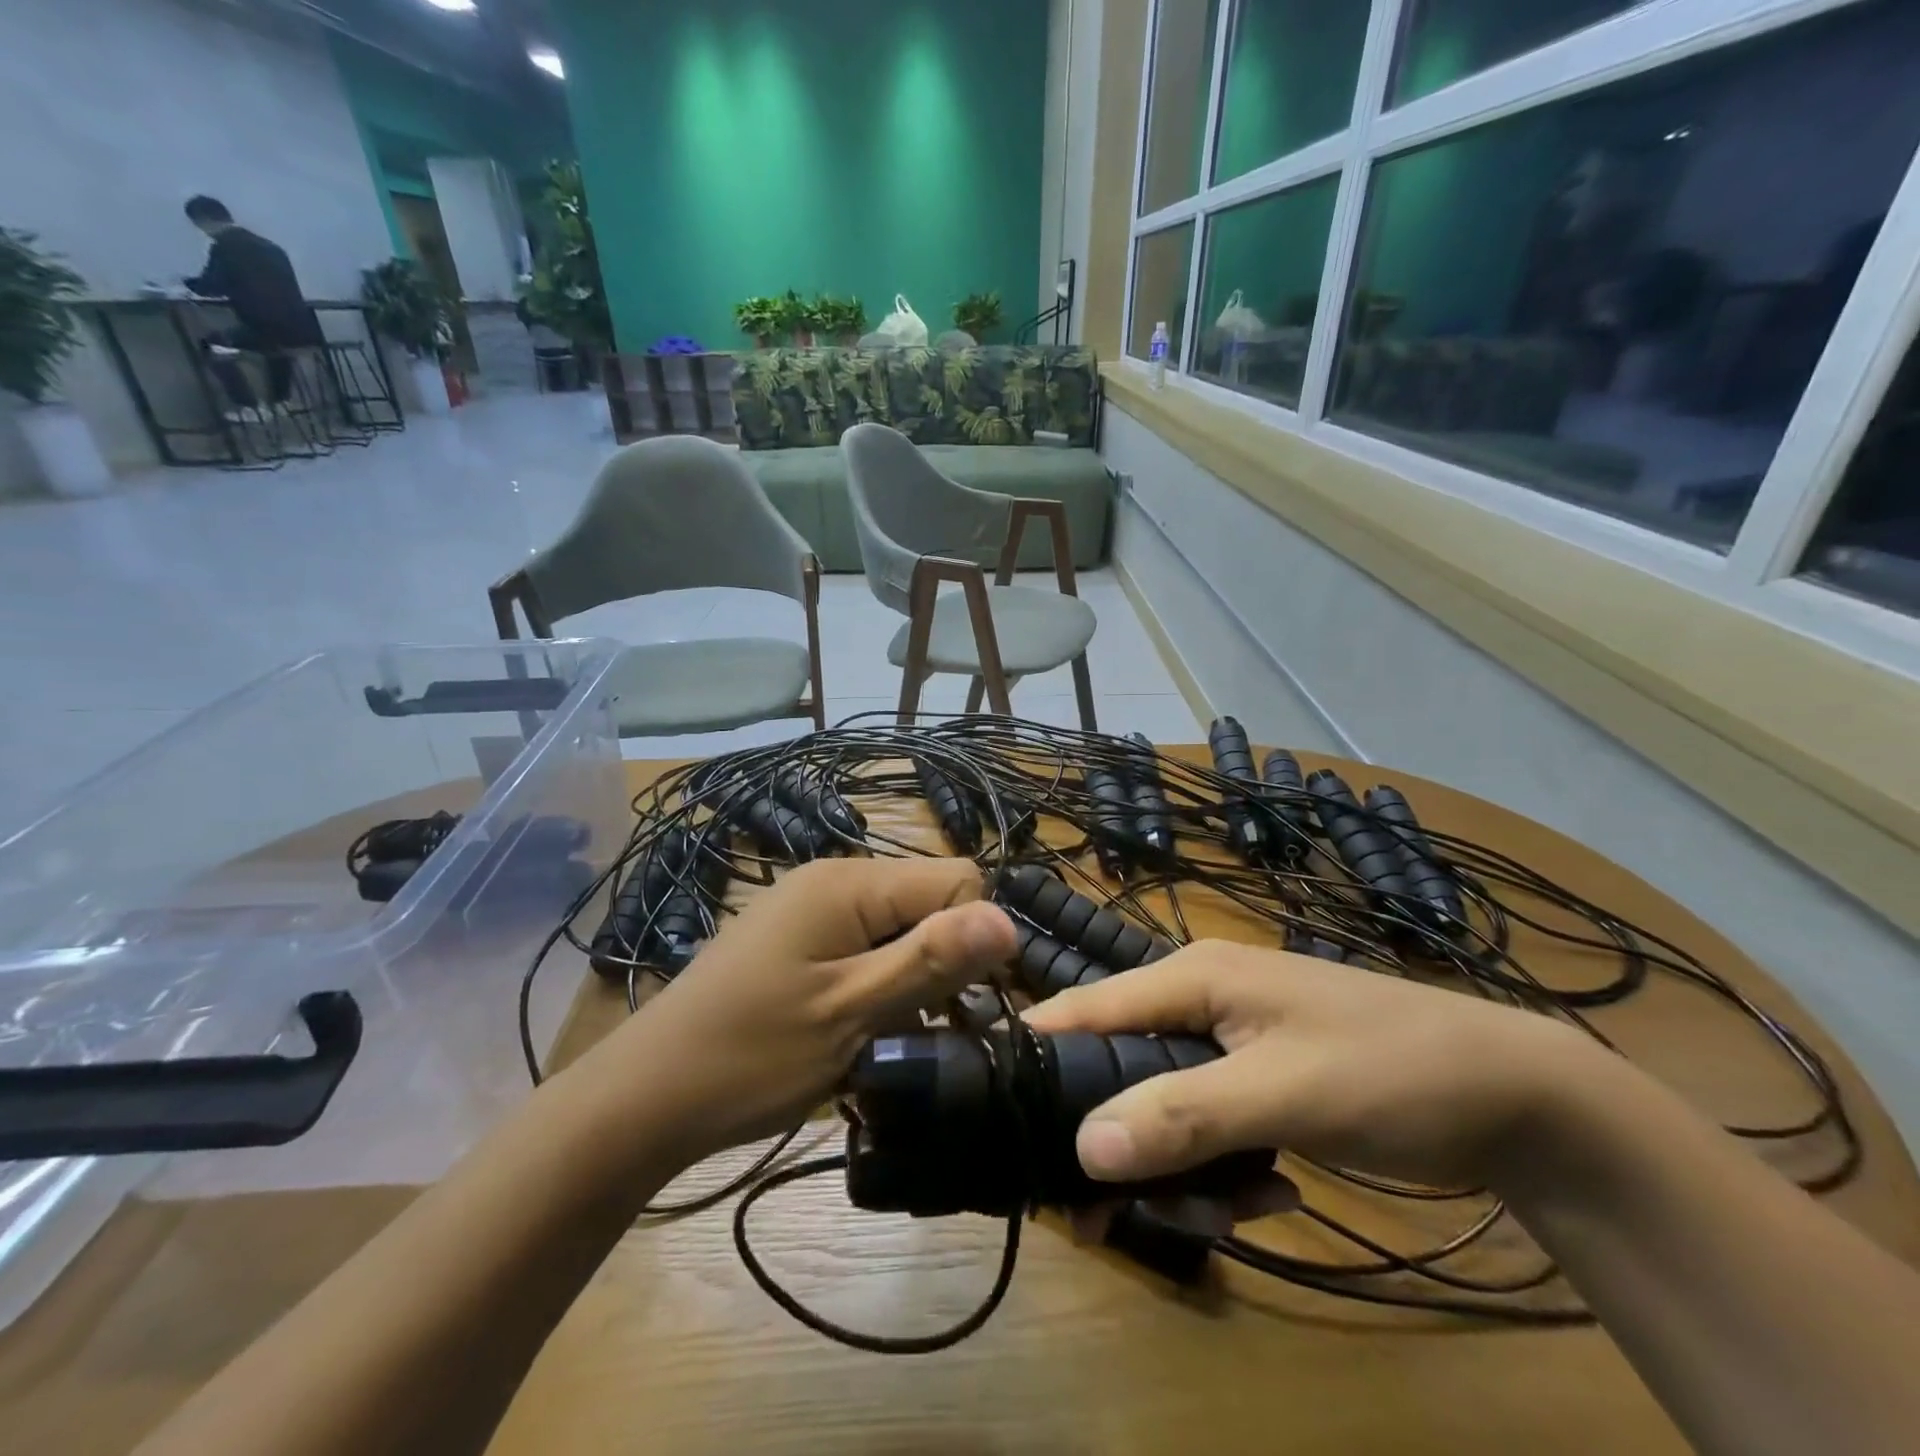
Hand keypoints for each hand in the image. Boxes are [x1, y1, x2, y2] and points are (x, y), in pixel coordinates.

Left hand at [582, 858, 1016, 1161]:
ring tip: (894, 1042)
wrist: (644, 1097)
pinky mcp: (797, 939)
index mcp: (849, 883)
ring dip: (912, 981)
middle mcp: (833, 879)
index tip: (972, 1007)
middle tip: (931, 1033)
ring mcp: (810, 908)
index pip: (956, 879)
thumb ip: (930, 961)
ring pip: (898, 928)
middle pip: (927, 901)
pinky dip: (879, 985)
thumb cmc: (750, 1057)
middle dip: (944, 962)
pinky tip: (863, 1034)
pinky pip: (864, 945)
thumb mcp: (851, 1014)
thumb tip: (1008, 919)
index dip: (976, 938)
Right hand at [1022, 940, 1597, 1191]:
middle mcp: (1200, 999)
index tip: (1003, 1119)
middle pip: (1123, 1067)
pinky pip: (1210, 1122)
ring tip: (1234, 1206)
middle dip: (1124, 1140)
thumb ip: (1185, 1115)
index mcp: (1194, 977)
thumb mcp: (1287, 1093)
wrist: (1515, 1095)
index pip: (1089, 1006)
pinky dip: (1225, 1163)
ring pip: (1165, 1105)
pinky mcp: (1257, 1077)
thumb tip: (1084, 1147)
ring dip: (1184, 1165)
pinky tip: (1272, 1190)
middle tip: (1116, 1217)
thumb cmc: (1391, 1070)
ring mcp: (1231, 1040)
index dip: (1043, 1054)